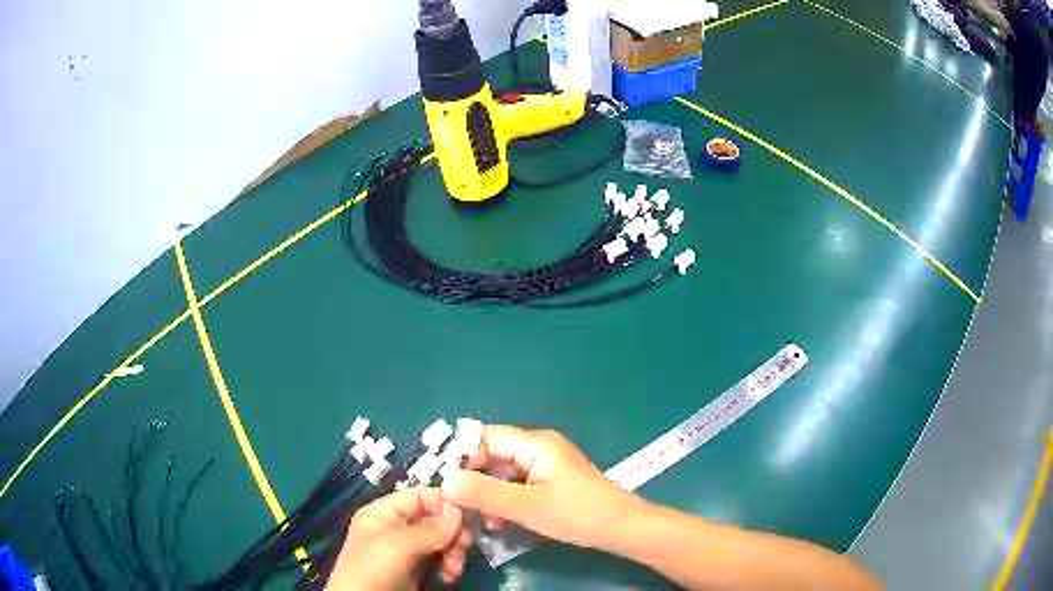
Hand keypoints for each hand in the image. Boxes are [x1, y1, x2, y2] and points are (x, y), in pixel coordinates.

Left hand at [328, 488, 472, 589]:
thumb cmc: (373, 570)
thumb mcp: (397, 546)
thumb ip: (429, 529)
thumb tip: (460, 510)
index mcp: (384, 513)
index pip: (420, 496)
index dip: (445, 503)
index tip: (468, 518)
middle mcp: (396, 528)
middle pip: (435, 519)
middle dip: (453, 533)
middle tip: (464, 548)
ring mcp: (406, 551)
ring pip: (441, 541)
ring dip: (454, 552)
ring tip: (454, 569)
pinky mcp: (415, 571)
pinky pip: (439, 560)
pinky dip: (449, 566)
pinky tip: (450, 576)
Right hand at [441, 426, 646, 550]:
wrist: (622, 528)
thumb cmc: (577, 514)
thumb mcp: (526, 507)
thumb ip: (485, 493)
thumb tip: (446, 481)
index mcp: (534, 443)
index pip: (484, 438)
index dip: (461, 457)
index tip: (445, 484)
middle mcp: (537, 447)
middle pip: (492, 455)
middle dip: (473, 480)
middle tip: (458, 506)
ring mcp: (545, 465)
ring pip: (502, 473)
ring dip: (488, 495)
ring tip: (481, 521)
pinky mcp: (549, 482)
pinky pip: (516, 485)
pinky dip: (504, 501)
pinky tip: (499, 523)